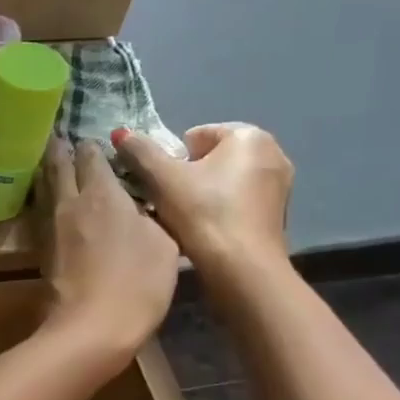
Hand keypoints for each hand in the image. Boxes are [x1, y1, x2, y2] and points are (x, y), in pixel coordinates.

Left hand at [42, 137, 180, 364]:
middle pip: (58, 167)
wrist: (91, 327)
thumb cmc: (137, 281)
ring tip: (52, 163)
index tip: (93, 139)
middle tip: (59, 138)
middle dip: (60, 150)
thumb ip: (150, 215)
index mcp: (101, 192)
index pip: (91, 155)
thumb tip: (139, 206)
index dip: (92, 145)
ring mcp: (51, 227)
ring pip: (46, 189)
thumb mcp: (164, 243)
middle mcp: (69, 202)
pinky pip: (44, 214)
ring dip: (49, 173)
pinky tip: (55, 205)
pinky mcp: (43, 252)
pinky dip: (48, 201)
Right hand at [112, 123, 293, 279]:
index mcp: (249, 136)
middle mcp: (272, 153)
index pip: (195, 136)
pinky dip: (219, 212)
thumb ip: (139, 151)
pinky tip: (204, 233)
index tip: (164, 185)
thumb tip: (120, 132)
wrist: (241, 268)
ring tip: (183, 220)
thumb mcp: (161, 179)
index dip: (172, 160)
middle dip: (188, 177)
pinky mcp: (277, 214)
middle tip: (169, 202)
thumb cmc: (203, 214)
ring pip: (224, 182)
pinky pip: (237, 203)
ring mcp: (279, 185)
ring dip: (201, 195)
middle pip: (210, 159)